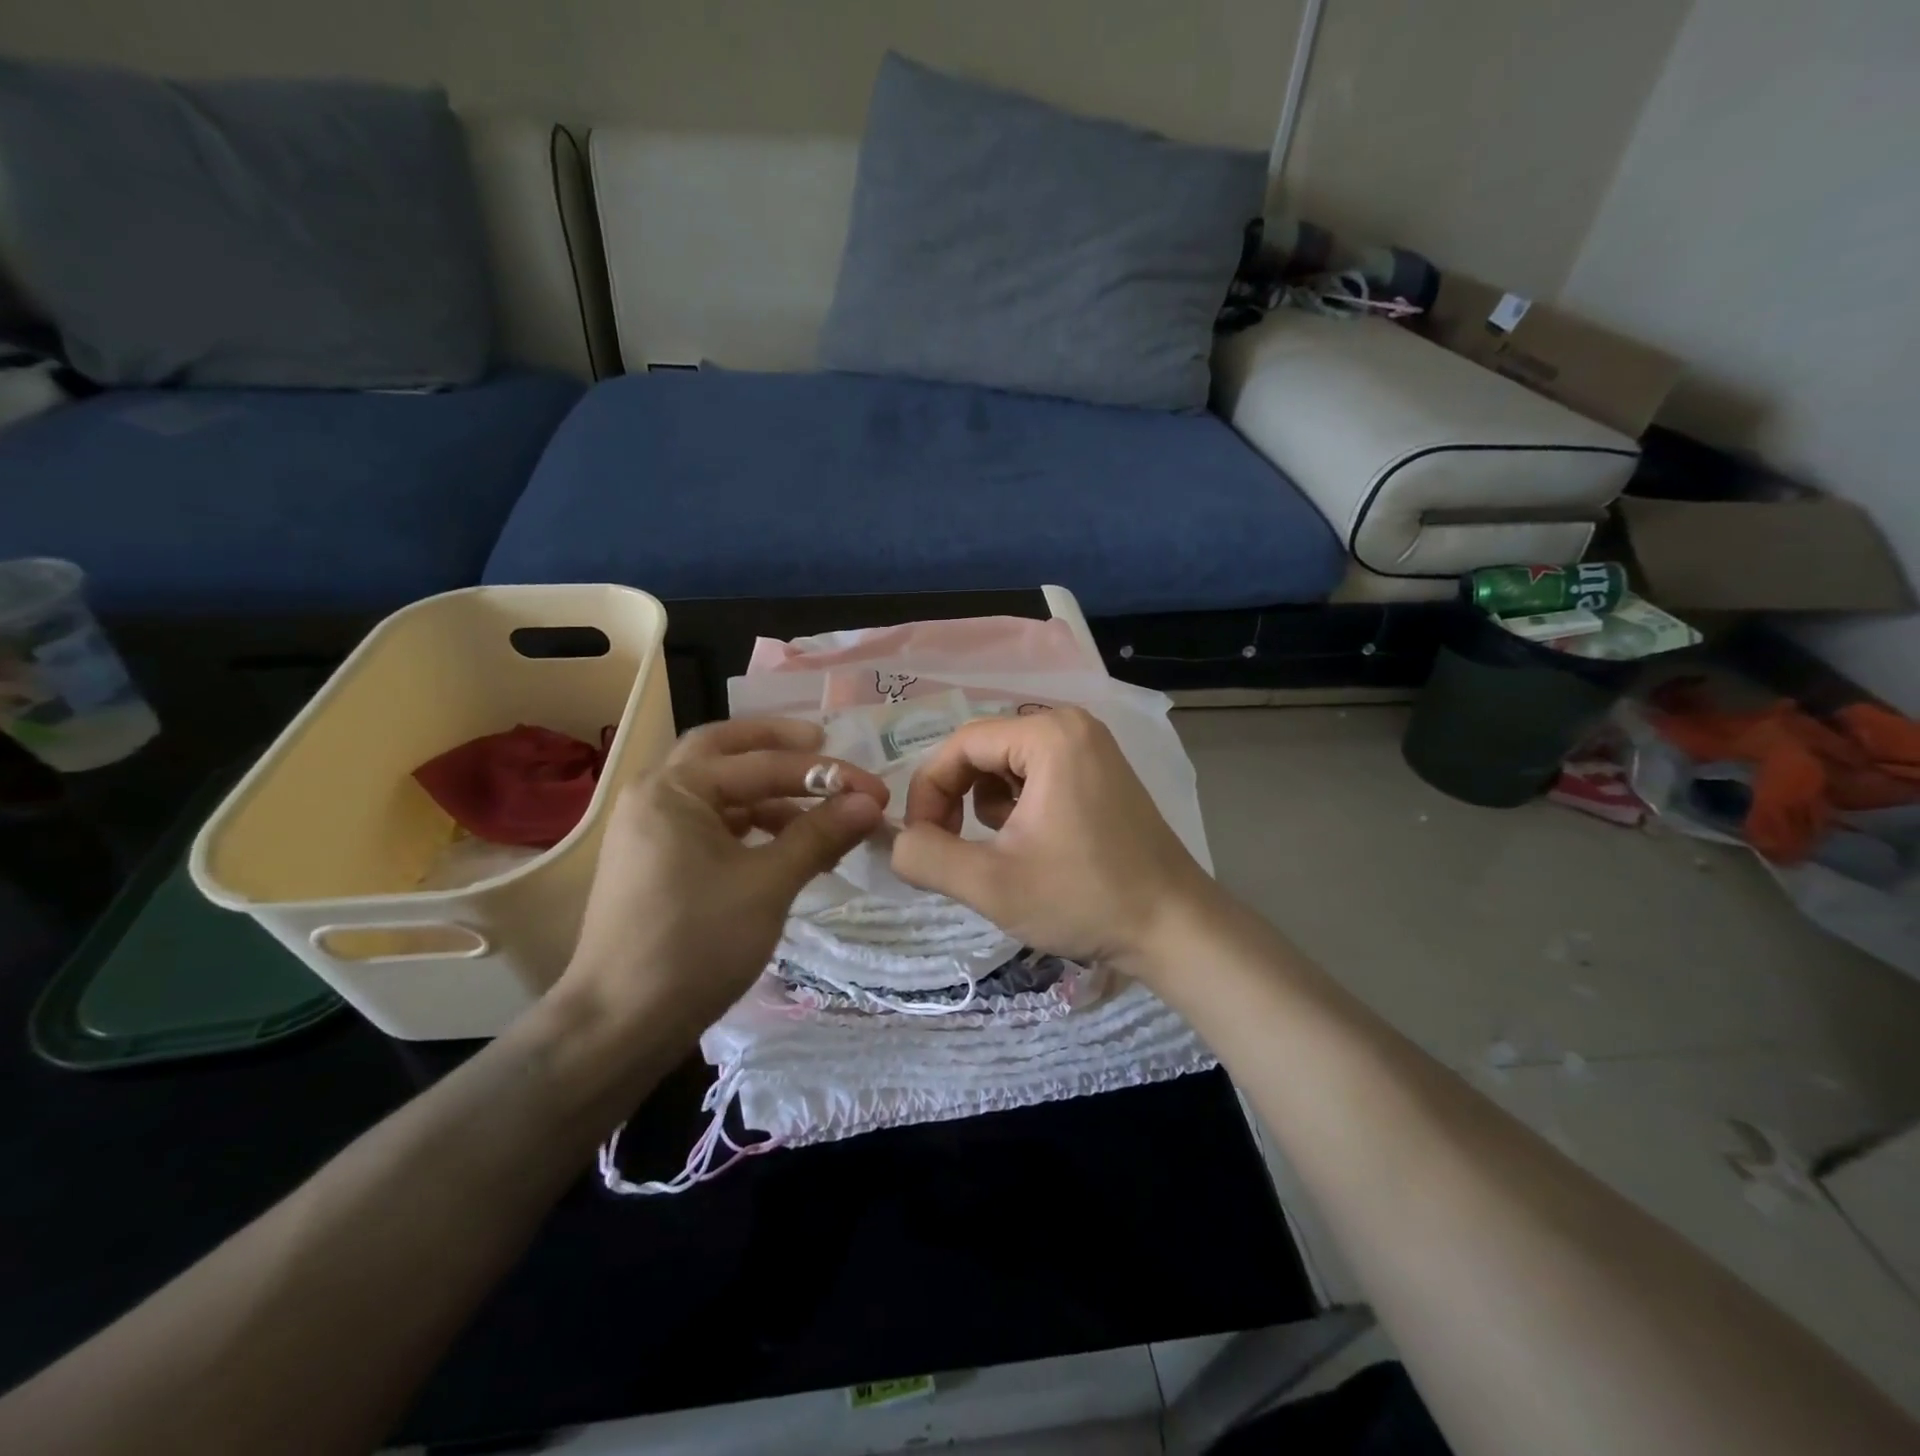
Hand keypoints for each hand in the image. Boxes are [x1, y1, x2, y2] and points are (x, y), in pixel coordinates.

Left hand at [553, 718, 885, 1042]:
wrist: (620, 1025)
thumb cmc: (696, 944)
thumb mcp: (768, 885)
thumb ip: (819, 834)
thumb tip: (870, 802)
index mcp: (674, 789)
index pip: (762, 765)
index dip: (826, 775)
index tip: (876, 790)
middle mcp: (654, 794)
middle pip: (724, 750)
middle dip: (777, 747)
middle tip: (823, 747)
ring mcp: (650, 829)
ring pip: (718, 790)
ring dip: (768, 792)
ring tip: (818, 811)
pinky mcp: (656, 861)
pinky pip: (710, 823)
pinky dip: (750, 824)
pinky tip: (785, 845)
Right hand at [890, 708, 1214, 980]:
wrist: (1174, 928)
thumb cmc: (1084, 898)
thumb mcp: (991, 883)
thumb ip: (926, 857)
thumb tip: (895, 841)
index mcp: (1049, 735)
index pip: (959, 745)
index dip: (928, 791)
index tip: (922, 841)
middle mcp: (1072, 726)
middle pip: (982, 751)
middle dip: (956, 800)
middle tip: (952, 850)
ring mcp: (1092, 748)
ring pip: (1006, 766)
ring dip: (986, 807)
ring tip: (1002, 852)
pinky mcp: (1102, 774)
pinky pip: (1036, 777)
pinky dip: (1018, 808)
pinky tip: (1033, 847)